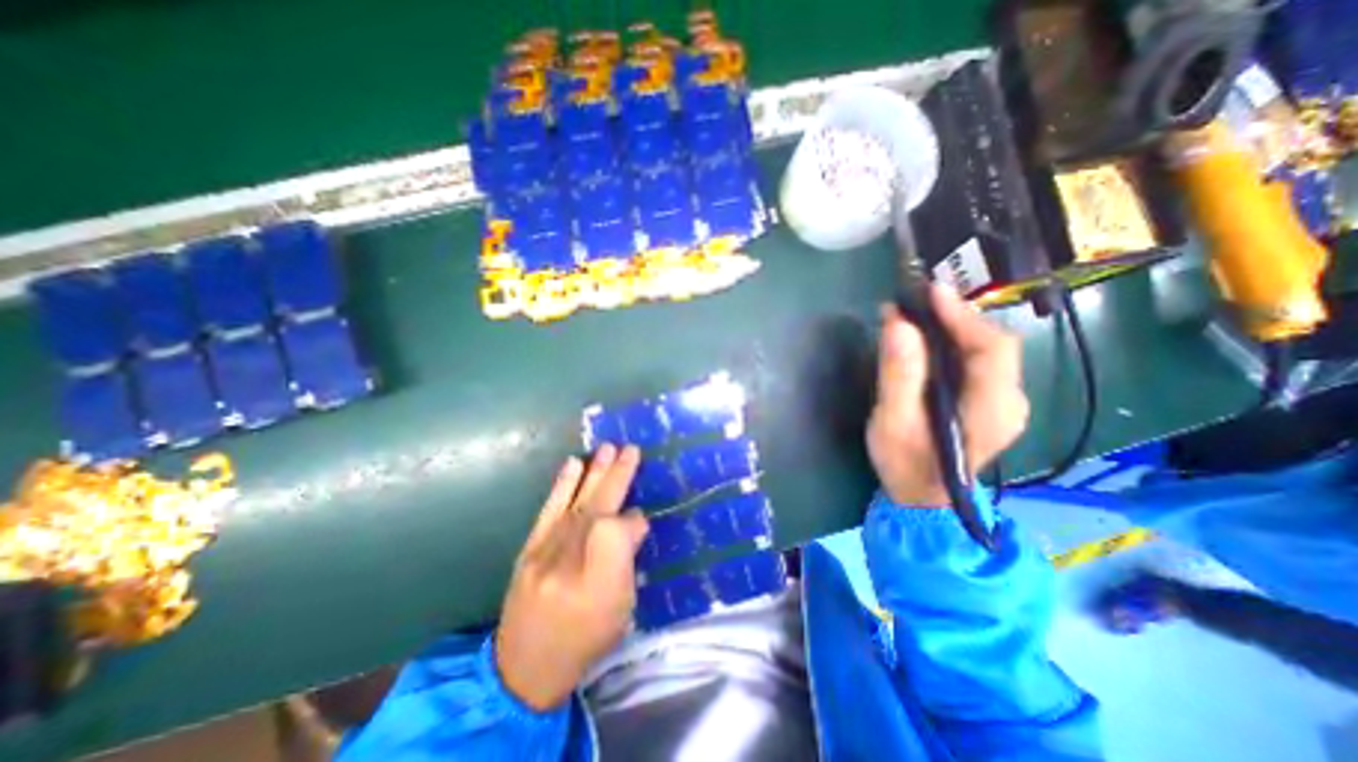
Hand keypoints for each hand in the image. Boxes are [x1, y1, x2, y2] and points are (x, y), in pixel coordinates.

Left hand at [497, 442, 647, 710]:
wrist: (525, 665)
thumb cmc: (584, 639)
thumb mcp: (621, 610)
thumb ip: (627, 560)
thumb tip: (634, 520)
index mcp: (600, 582)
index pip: (620, 531)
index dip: (633, 520)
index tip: (641, 517)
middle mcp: (572, 560)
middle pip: (601, 507)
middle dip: (618, 476)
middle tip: (631, 449)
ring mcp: (547, 550)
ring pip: (578, 501)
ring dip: (594, 472)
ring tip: (608, 447)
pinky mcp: (531, 546)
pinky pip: (550, 509)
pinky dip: (562, 484)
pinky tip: (573, 463)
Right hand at [871, 286, 1029, 506]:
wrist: (921, 499)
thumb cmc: (904, 463)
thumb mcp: (892, 421)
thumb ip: (899, 375)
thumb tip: (899, 324)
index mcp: (992, 409)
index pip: (992, 349)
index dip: (963, 316)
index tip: (930, 292)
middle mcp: (1010, 402)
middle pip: (992, 345)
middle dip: (955, 317)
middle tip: (916, 302)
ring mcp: (1004, 402)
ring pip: (986, 350)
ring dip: (953, 327)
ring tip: (917, 315)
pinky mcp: (991, 402)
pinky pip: (978, 362)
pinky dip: (953, 343)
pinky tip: (928, 340)